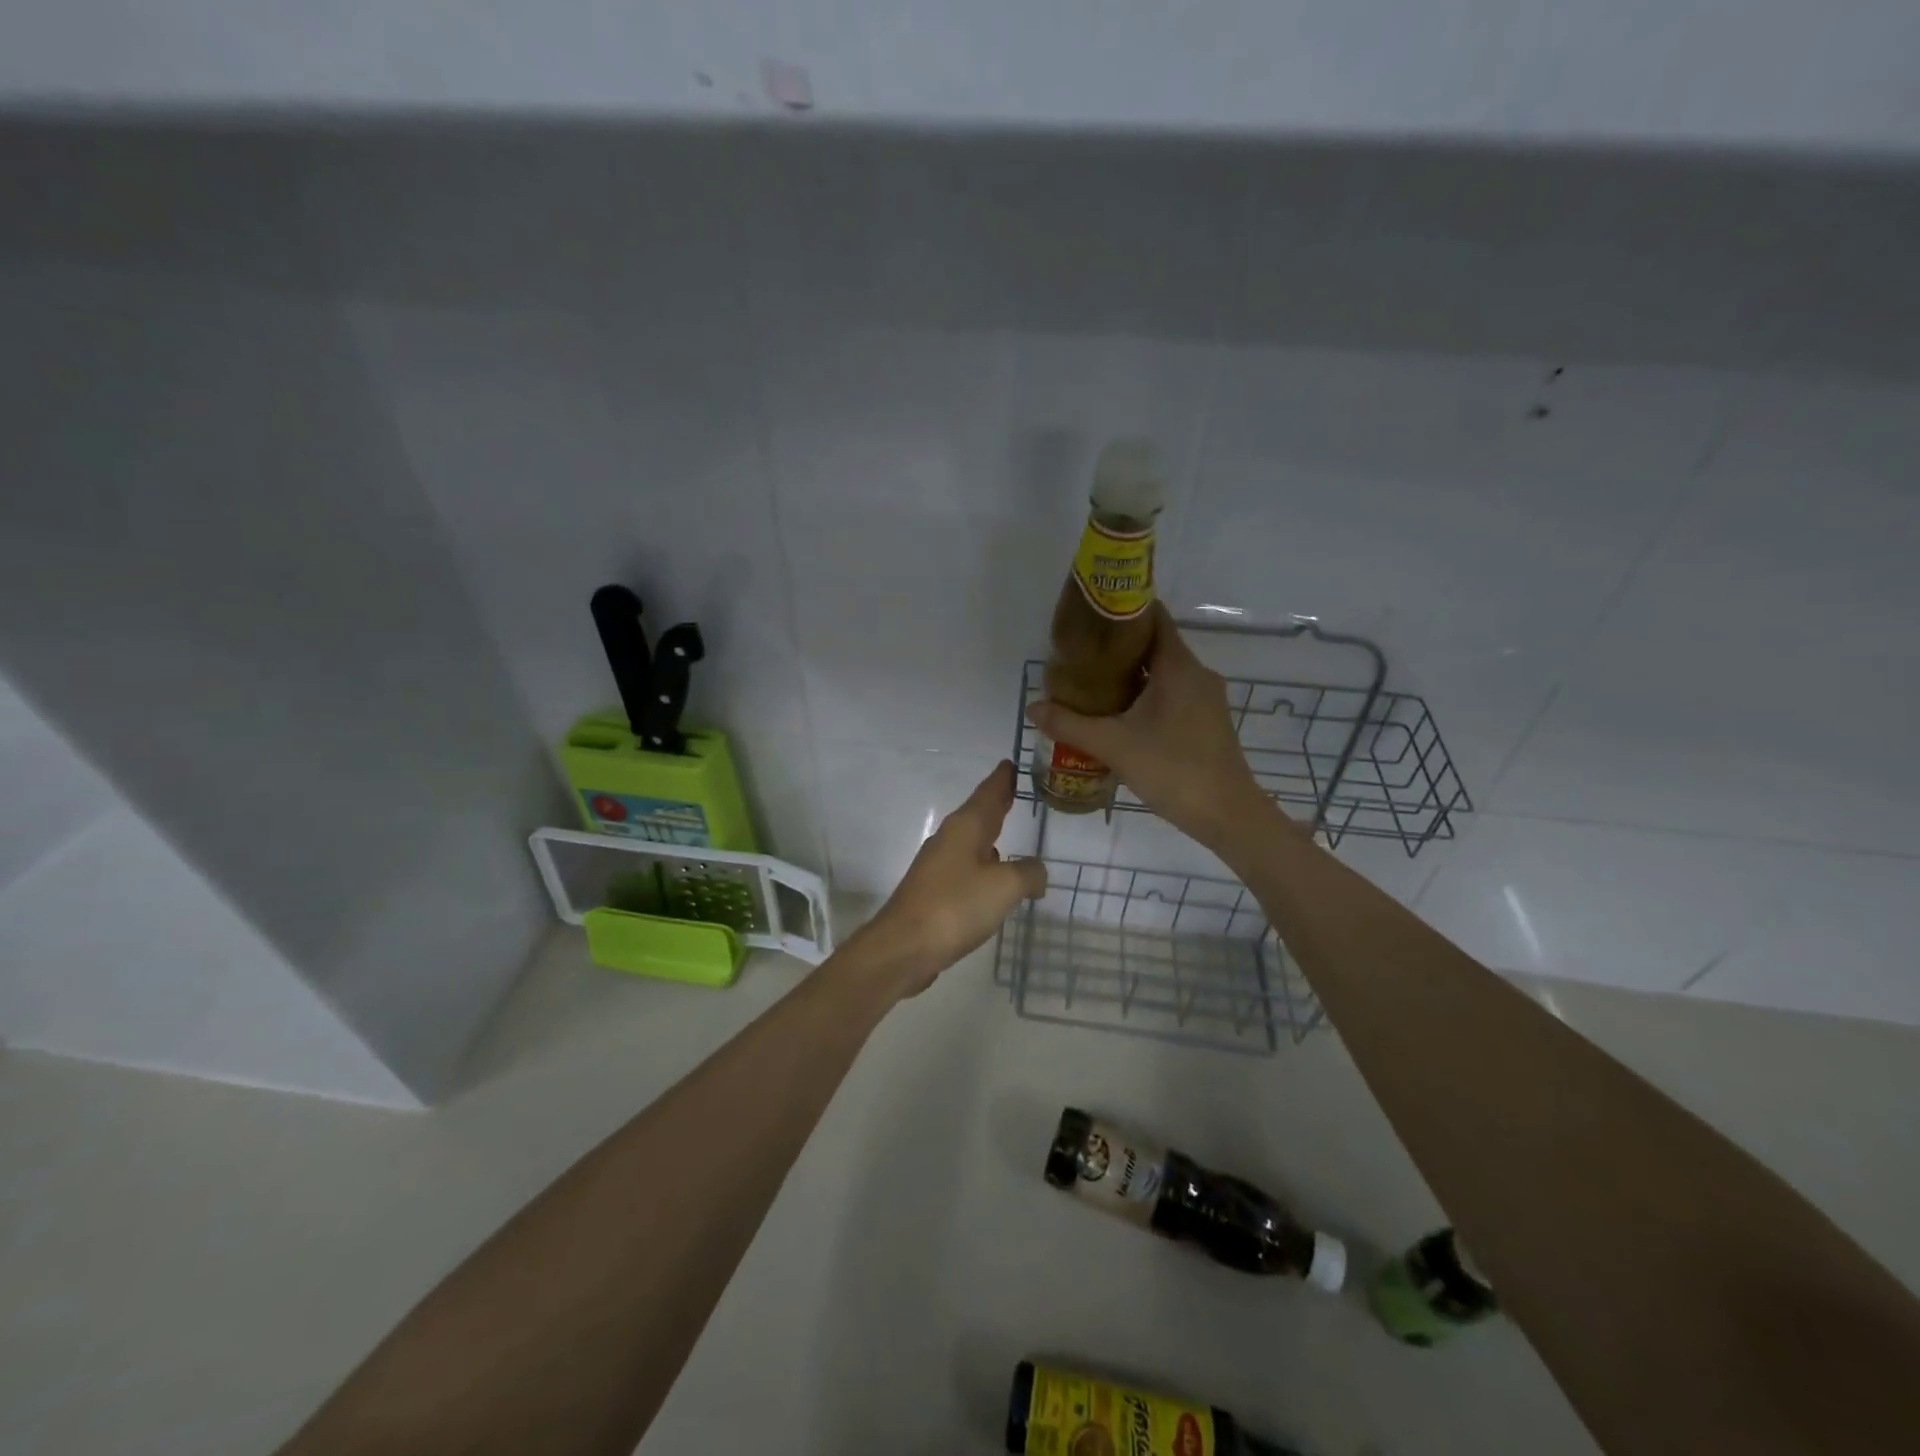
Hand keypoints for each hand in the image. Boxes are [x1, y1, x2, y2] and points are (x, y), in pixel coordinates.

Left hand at [849, 760, 1046, 997]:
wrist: (904, 947)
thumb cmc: (956, 907)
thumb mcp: (1004, 887)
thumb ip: (1028, 873)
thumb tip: (1037, 872)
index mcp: (965, 828)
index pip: (988, 793)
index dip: (1002, 779)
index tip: (1010, 763)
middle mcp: (949, 840)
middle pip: (978, 815)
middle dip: (996, 803)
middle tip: (1014, 790)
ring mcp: (938, 867)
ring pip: (971, 842)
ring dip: (989, 835)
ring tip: (1008, 832)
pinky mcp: (934, 893)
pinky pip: (966, 869)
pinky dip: (983, 865)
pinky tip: (992, 879)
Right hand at [1026, 603, 1280, 852]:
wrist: (1227, 815)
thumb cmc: (1172, 769)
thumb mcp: (1113, 745)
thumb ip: (1069, 724)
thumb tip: (1032, 707)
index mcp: (1178, 666)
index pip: (1153, 617)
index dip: (1121, 613)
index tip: (1089, 619)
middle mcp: (1196, 673)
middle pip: (1154, 645)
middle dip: (1117, 649)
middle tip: (1079, 658)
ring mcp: (1205, 698)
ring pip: (1163, 673)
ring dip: (1130, 675)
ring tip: (1091, 685)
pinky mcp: (1206, 721)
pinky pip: (1172, 694)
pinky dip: (1146, 696)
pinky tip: (1119, 716)